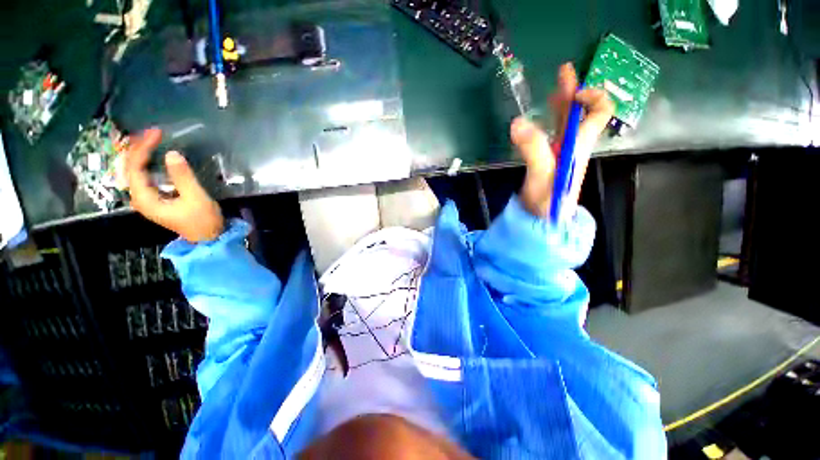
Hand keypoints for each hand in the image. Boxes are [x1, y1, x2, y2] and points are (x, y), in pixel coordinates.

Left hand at [125, 128, 224, 242]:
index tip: (157, 133)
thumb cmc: (203, 220)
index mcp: (145, 199)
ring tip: (149, 138)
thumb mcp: (196, 198)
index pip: (135, 168)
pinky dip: (146, 162)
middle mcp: (139, 197)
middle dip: (138, 147)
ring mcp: (146, 198)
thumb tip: (172, 154)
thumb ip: (183, 177)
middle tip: (152, 132)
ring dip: (140, 153)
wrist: (208, 238)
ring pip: (134, 171)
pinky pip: (143, 176)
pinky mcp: (154, 198)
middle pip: (130, 168)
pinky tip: (152, 155)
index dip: (143, 148)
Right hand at [512, 62, 613, 217]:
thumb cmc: (547, 200)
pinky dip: (548, 122)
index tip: (574, 92)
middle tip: (562, 70)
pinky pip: (551, 135)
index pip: (599, 113)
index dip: (592, 97)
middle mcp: (573, 145)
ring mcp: (560, 153)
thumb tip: (517, 122)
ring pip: (565, 123)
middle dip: (573, 91)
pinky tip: (538, 118)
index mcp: (578, 145)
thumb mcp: (542, 174)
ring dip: (561, 104)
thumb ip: (533, 149)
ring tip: (554, 87)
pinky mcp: (548, 160)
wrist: (543, 219)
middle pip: (580, 113)